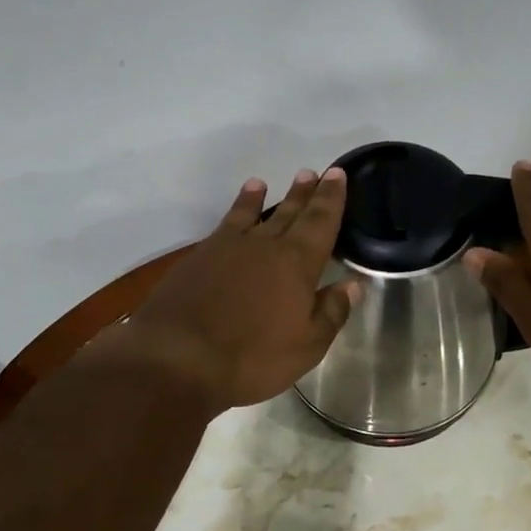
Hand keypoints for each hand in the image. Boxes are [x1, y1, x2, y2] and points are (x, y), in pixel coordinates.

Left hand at [101, 167, 357, 413]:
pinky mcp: (198, 259)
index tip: (337, 174)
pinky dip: (234, 213)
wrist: (178, 358)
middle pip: (290, 213)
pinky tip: (235, 213)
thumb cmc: (253, 357)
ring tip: (267, 182)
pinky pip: (224, 226)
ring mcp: (227, 249)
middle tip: (316, 173)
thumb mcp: (306, 345)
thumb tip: (351, 284)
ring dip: (263, 198)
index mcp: (297, 264)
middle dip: (305, 193)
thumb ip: (331, 312)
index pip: (321, 223)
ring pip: (253, 215)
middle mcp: (265, 246)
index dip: (331, 198)